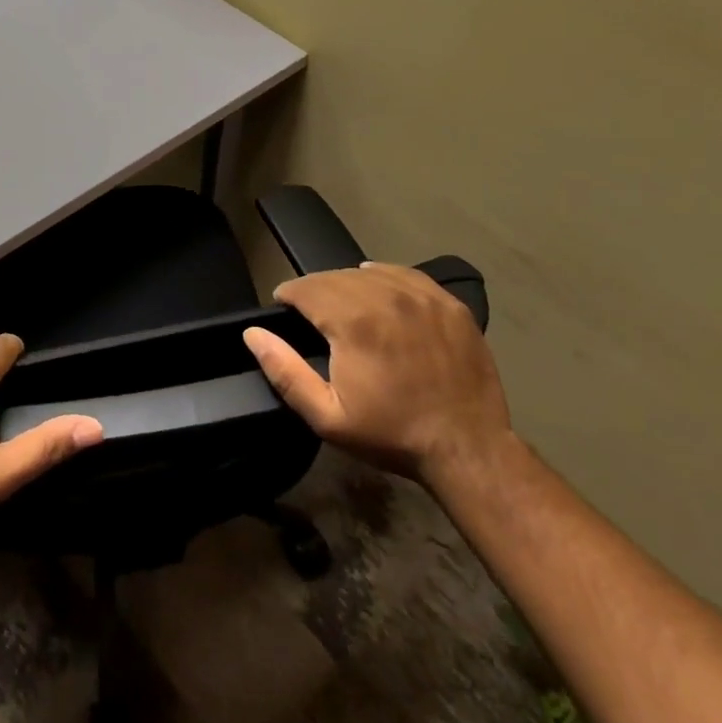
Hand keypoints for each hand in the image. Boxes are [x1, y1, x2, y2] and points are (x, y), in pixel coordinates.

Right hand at [243, 264, 509, 485]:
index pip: (305, 287)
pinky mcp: (448, 303)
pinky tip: (378, 290)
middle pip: (334, 276)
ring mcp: (421, 297)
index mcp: (352, 322)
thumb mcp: (327, 416)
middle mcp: (385, 297)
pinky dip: (384, 278)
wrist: (468, 449)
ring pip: (367, 272)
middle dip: (314, 290)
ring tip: (343, 306)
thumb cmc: (391, 434)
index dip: (288, 295)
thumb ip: (284, 371)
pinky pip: (405, 274)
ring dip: (347, 284)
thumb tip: (253, 334)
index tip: (284, 309)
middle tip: (311, 314)